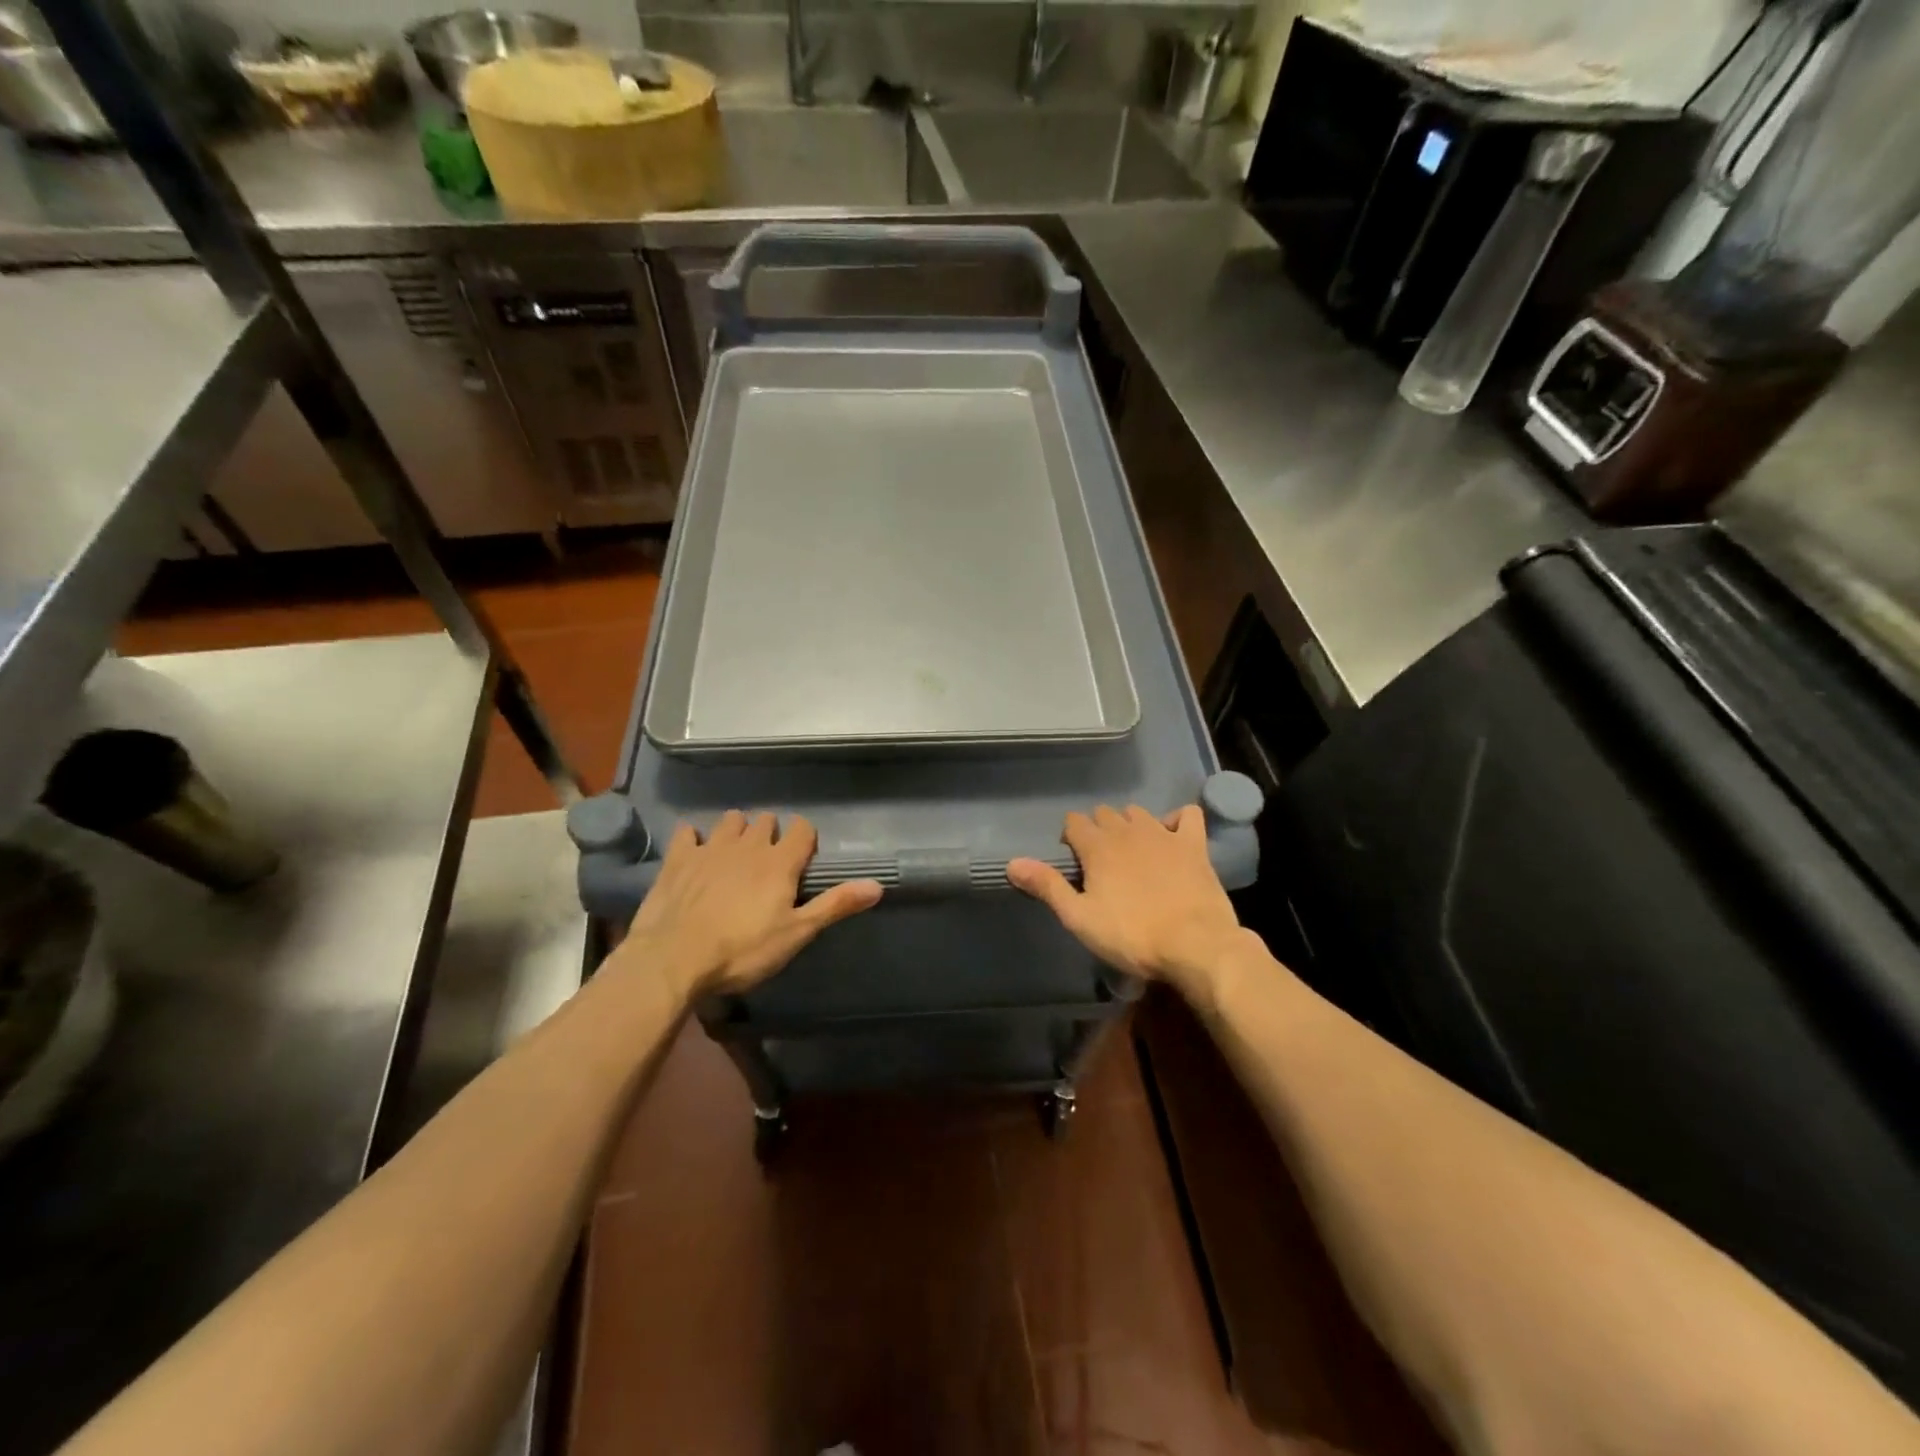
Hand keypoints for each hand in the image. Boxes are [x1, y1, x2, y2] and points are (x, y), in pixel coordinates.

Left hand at [613, 811, 881, 1000]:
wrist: (673, 959)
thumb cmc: (742, 951)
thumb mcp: (796, 934)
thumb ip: (835, 905)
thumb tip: (878, 885)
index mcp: (779, 862)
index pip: (802, 830)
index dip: (805, 839)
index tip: (803, 858)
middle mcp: (748, 845)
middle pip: (766, 821)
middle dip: (771, 833)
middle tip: (769, 860)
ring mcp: (710, 848)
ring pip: (730, 820)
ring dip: (737, 830)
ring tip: (735, 853)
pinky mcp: (677, 859)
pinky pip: (688, 832)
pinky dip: (694, 838)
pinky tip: (694, 852)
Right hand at [1008, 805, 1246, 998]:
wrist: (1195, 945)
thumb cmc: (1132, 936)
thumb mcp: (1079, 918)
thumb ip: (1047, 886)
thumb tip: (1012, 863)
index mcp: (1097, 847)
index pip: (1074, 822)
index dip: (1070, 837)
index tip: (1073, 861)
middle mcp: (1128, 831)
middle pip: (1105, 813)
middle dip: (1097, 829)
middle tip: (1099, 862)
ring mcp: (1164, 834)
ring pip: (1138, 812)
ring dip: (1129, 824)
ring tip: (1130, 850)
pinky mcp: (1194, 845)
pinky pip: (1186, 814)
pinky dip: (1176, 820)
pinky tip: (1172, 836)